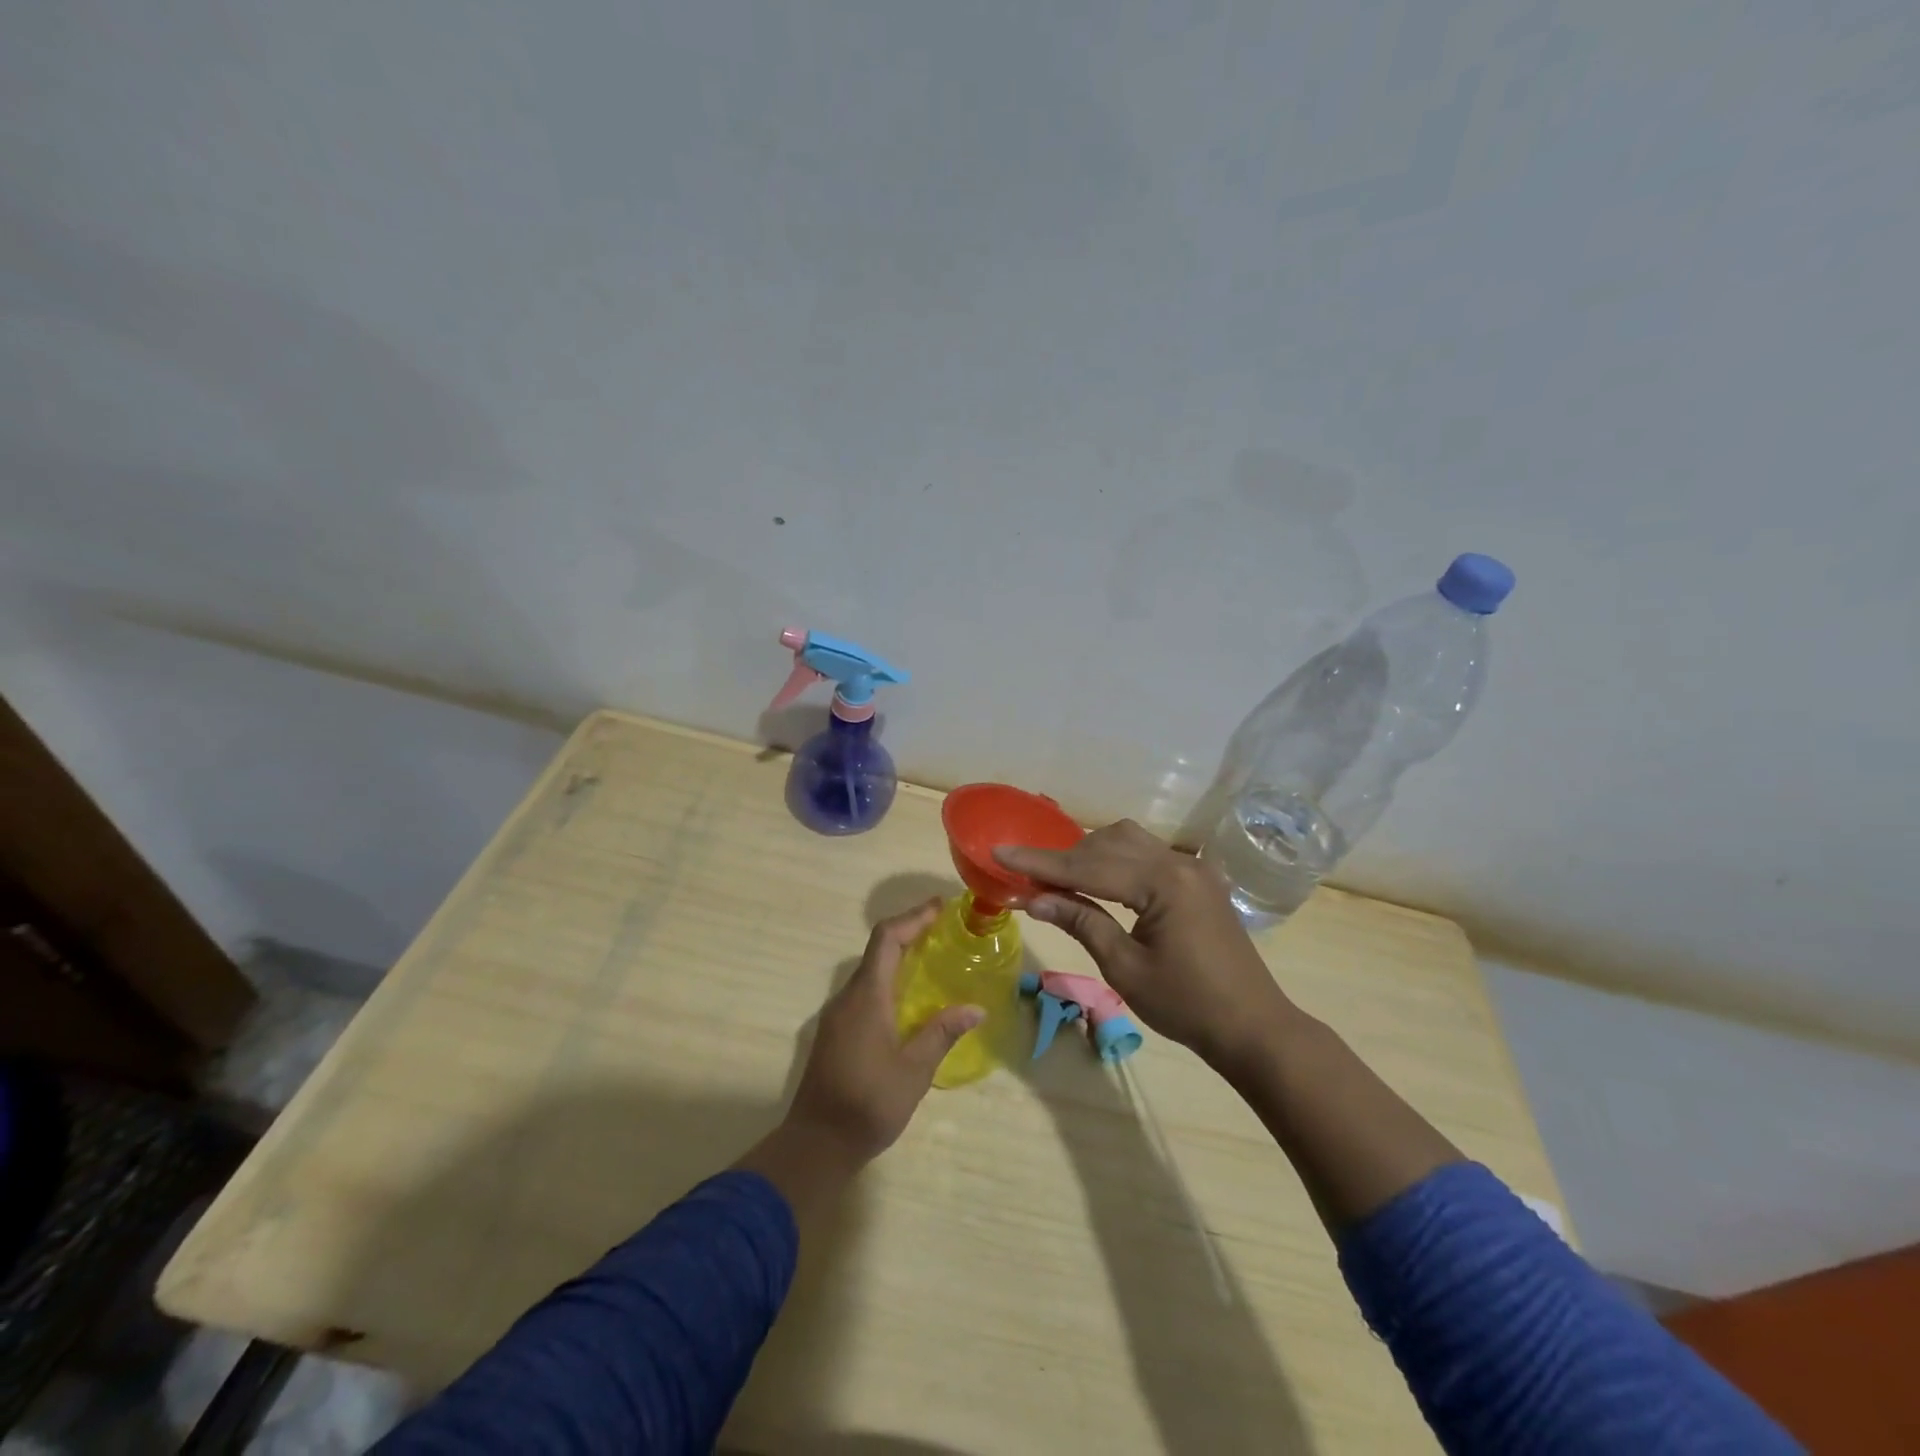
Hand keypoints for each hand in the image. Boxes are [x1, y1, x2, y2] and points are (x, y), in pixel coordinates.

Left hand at [782, 899, 983, 1165]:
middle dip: (909, 932)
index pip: (886, 939)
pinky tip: (910, 999)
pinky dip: (889, 980)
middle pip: (877, 950)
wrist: (815, 1144)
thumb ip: (942, 1033)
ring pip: (869, 971)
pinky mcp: (836, 1032)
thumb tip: (976, 1008)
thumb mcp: (914, 1071)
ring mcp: (838, 1015)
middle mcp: (847, 997)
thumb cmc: (867, 1104)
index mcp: (866, 997)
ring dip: (898, 957)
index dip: (912, 918)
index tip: (939, 907)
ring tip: (932, 959)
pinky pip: (864, 991)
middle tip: (944, 930)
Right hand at [996, 821, 1298, 1071]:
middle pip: (1109, 843)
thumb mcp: (1125, 968)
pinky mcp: (1199, 879)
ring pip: (1130, 841)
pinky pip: (1149, 854)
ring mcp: (1194, 867)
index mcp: (1164, 883)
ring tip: (1060, 879)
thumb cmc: (1187, 1006)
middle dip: (1065, 857)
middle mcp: (1180, 862)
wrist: (1253, 1027)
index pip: (1089, 865)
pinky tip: (1100, 880)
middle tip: (1028, 877)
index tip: (1000, 852)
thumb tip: (1033, 898)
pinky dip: (1118, 860)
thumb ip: (1081, 922)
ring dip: (1091, 854)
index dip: (1041, 861)